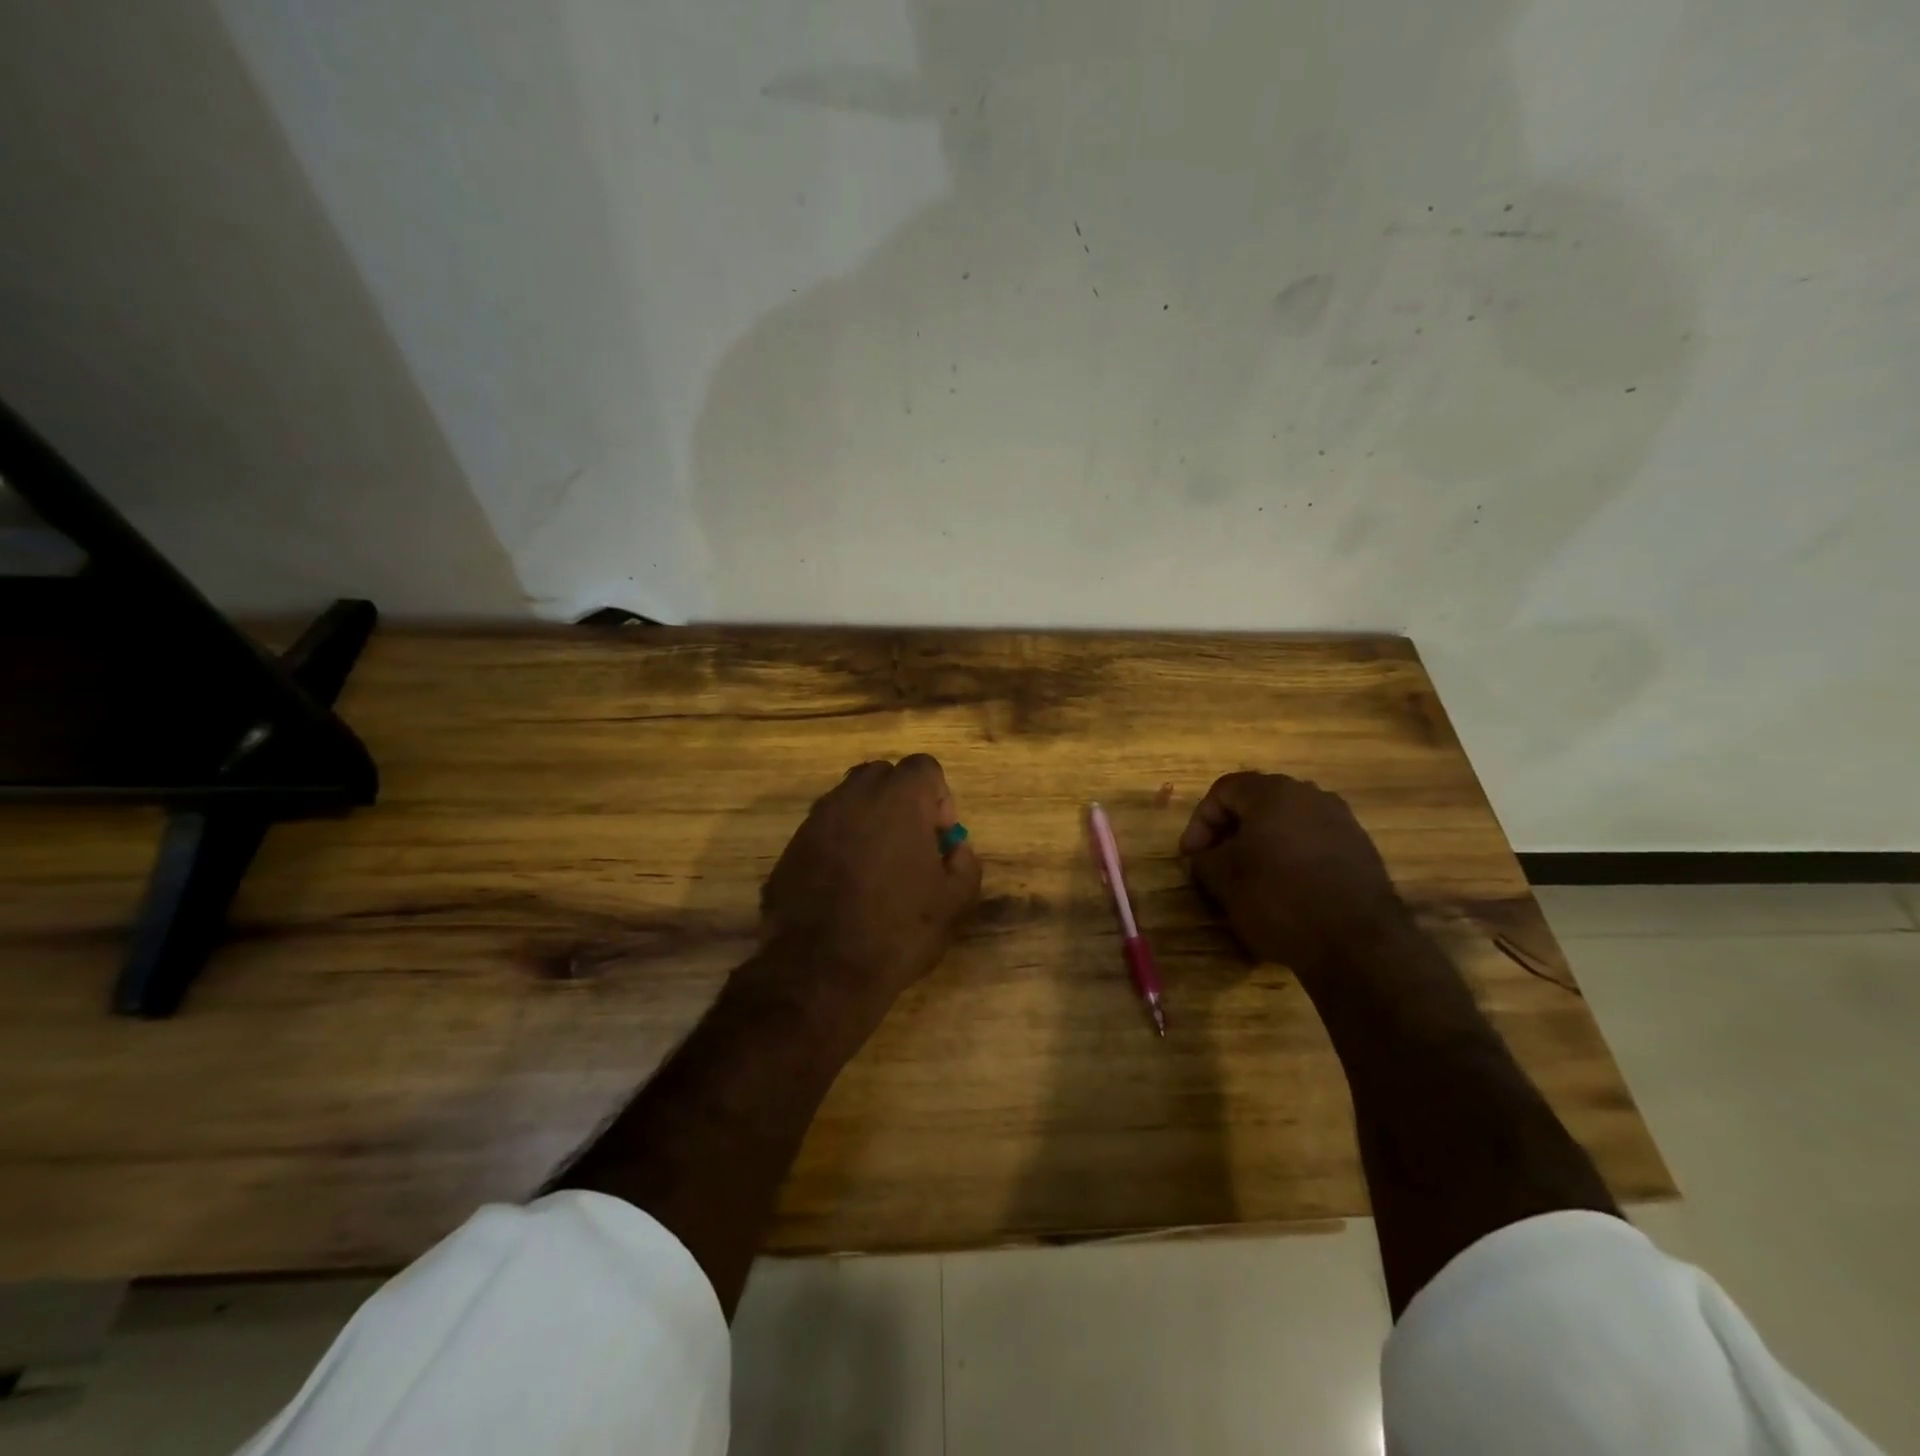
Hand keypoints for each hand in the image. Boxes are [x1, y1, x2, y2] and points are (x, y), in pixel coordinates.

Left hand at [760, 755, 981, 1022]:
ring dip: (867, 822)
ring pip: (847, 801)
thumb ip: (965, 864)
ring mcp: (815, 821)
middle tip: (910, 845)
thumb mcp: (954, 902)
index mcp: (898, 799)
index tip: (939, 837)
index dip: (939, 797)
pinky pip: (823, 832)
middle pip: (882, 776)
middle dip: (900, 801)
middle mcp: (853, 797)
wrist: (820, 971)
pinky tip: (844, 889)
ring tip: (876, 869)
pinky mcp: (790, 849)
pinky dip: (838, 846)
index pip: (924, 767)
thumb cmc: (897, 930)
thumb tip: (955, 849)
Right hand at [1179, 771, 1404, 970]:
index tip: (1191, 857)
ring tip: (1250, 878)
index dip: (1199, 822)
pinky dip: (1291, 858)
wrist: (1357, 944)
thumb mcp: (1223, 879)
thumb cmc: (1279, 899)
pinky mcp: (1361, 850)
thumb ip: (1204, 858)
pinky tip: (1286, 889)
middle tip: (1216, 863)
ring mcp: (1342, 821)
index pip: (1223, 791)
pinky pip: (1313, 843)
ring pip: (1287, 823)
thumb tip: (1206, 856)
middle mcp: (1311, 795)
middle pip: (1257, 803)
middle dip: (1231, 831)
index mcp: (1273, 792)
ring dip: (1262, 844)